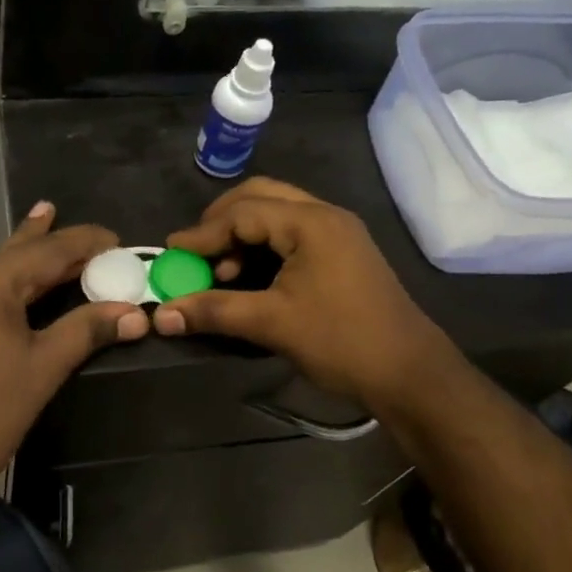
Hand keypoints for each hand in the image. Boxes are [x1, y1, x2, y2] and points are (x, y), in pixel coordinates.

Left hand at [0, 203, 148, 511]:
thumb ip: (87, 330)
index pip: (50, 251)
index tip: (116, 241)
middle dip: (51, 241)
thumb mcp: (44, 368)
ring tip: (36, 221)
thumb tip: (136, 315)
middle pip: (17, 254)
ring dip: (15, 255)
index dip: (85, 243)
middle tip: (80, 224)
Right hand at [153, 178, 449, 409]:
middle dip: (221, 221)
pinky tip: (250, 276)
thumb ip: (214, 311)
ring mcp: (337, 232)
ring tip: (220, 269)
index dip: (203, 233)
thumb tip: (162, 316)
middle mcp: (325, 215)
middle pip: (260, 197)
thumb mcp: (272, 323)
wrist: (410, 374)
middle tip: (195, 251)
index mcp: (310, 223)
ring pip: (277, 213)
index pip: (242, 212)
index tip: (171, 253)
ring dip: (243, 233)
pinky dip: (264, 246)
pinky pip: (292, 233)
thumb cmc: (341, 341)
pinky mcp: (342, 252)